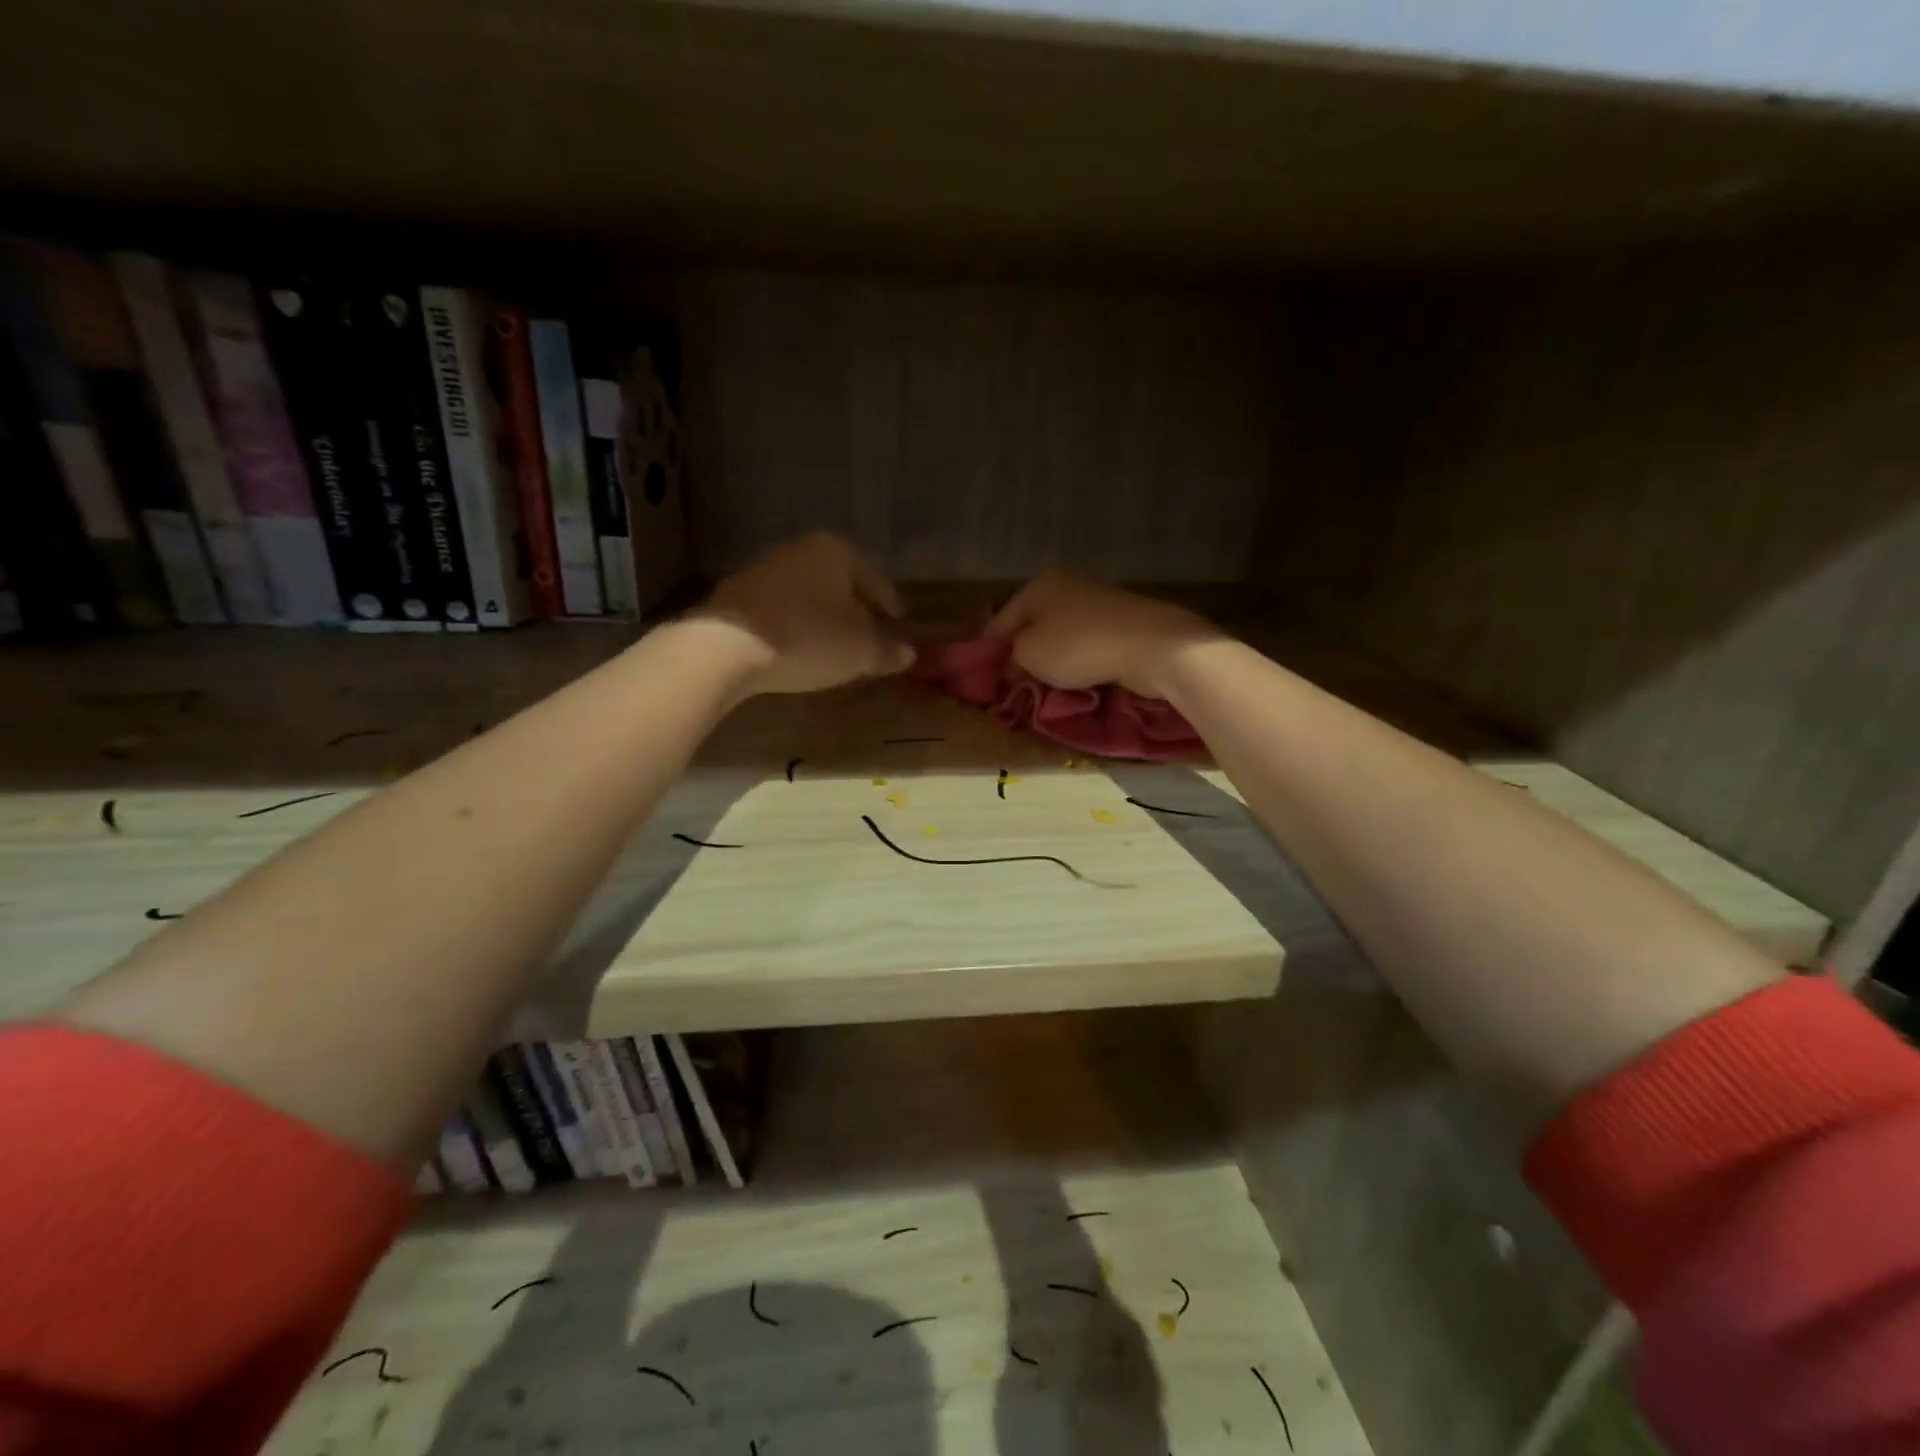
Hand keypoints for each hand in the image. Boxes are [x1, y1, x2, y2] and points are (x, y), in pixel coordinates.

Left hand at [699, 532, 915, 694]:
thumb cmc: (809, 638)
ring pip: (809, 592)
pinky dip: (796, 623)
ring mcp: (764, 568)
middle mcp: (800, 549)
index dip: (891, 603)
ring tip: (833, 644)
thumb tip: (908, 653)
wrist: (726, 646)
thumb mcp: (860, 651)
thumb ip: (888, 650)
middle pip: (840, 581)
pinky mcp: (737, 593)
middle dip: (856, 607)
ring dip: (824, 616)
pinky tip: (798, 646)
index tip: (899, 622)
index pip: (875, 578)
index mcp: (837, 551)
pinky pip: (781, 607)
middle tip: (869, 634)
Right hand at [986, 571, 1219, 696]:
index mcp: (1038, 585)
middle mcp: (1066, 586)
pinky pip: (1085, 644)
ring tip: (1044, 687)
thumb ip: (1011, 657)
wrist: (1151, 646)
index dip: (988, 651)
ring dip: (1050, 661)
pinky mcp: (1120, 621)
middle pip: (1032, 625)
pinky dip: (1077, 661)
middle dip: (1022, 655)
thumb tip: (1011, 663)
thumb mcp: (1029, 654)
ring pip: (1059, 636)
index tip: (984, 679)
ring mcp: (1096, 602)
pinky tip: (1076, 680)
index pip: (1000, 620)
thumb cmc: (1079, 646)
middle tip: (1014, 685)